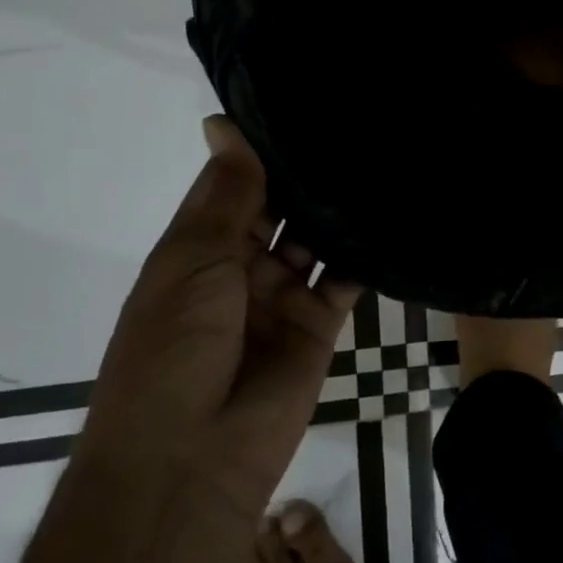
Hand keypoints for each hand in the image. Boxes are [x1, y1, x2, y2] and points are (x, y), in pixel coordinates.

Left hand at [75, 117, 359, 521]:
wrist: (191, 460)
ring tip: (378, 157)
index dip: (259, 149)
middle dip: (305, 175)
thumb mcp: (191, 261)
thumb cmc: (172, 349)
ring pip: (316, 237)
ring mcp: (282, 294)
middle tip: (353, 124)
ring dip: (337, 208)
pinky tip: (389, 214)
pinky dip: (363, 251)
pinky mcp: (320, 322)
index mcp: (198, 248)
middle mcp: (241, 266)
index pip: (234, 184)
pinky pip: (345, 277)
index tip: (298, 103)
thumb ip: (224, 195)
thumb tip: (223, 123)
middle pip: (279, 208)